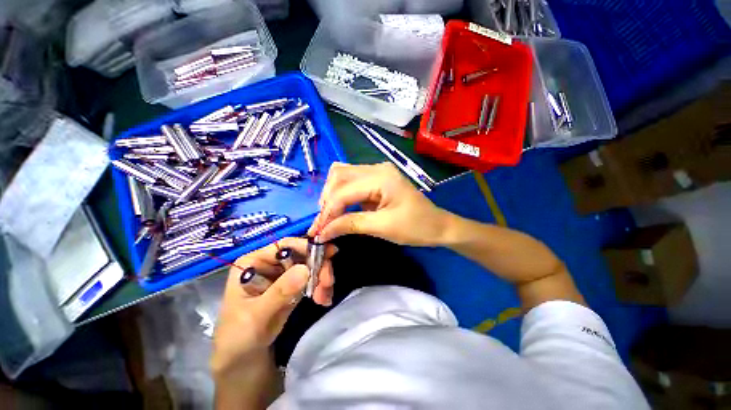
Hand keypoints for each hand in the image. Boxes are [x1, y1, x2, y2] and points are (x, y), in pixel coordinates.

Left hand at [211, 237, 336, 376]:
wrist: (243, 363)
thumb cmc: (238, 339)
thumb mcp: (256, 317)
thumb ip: (279, 293)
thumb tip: (305, 269)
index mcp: (254, 262)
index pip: (283, 245)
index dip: (306, 247)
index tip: (328, 255)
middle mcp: (270, 264)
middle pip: (301, 254)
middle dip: (318, 266)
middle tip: (328, 282)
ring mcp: (282, 275)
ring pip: (310, 265)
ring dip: (321, 278)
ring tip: (325, 297)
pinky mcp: (293, 286)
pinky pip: (312, 279)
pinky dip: (320, 287)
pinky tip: (324, 299)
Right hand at [308, 162, 450, 245]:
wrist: (438, 225)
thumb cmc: (416, 227)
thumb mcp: (382, 228)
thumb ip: (350, 225)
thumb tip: (323, 231)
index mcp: (381, 177)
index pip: (343, 191)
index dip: (328, 212)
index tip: (318, 232)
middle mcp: (376, 168)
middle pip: (339, 175)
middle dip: (327, 200)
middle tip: (323, 223)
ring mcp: (377, 171)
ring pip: (343, 176)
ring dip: (332, 195)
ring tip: (329, 216)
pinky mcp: (377, 179)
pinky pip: (352, 182)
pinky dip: (342, 195)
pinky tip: (340, 209)